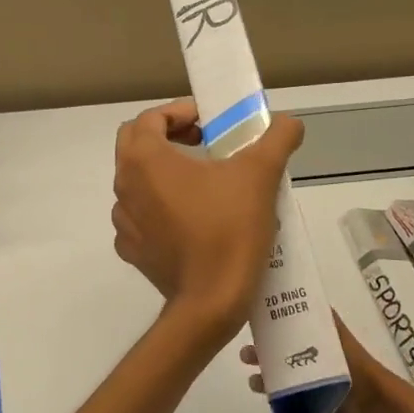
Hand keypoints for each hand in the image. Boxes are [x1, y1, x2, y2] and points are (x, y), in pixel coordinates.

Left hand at [111, 100, 303, 346]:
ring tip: (201, 181)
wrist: (211, 300)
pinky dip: (159, 209)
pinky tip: (189, 219)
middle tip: (202, 141)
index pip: (151, 118)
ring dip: (162, 172)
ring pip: (136, 181)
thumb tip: (289, 122)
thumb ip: (277, 138)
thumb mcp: (260, 174)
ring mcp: (124, 221)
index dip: (181, 112)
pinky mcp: (133, 250)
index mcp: (144, 159)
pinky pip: (140, 217)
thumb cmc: (230, 228)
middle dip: (167, 135)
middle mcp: (124, 185)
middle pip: (135, 144)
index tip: (210, 122)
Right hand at [242, 317, 403, 412]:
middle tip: (246, 352)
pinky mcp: (320, 406)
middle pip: (288, 350)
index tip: (253, 315)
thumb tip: (305, 293)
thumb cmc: (358, 372)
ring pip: (288, 375)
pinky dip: (278, 396)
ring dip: (269, 374)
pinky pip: (294, 399)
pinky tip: (263, 395)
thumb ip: (325, 323)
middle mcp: (321, 358)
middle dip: (266, 349)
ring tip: (251, 378)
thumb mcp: (339, 341)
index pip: (298, 323)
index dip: (277, 318)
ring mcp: (320, 384)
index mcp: (326, 339)